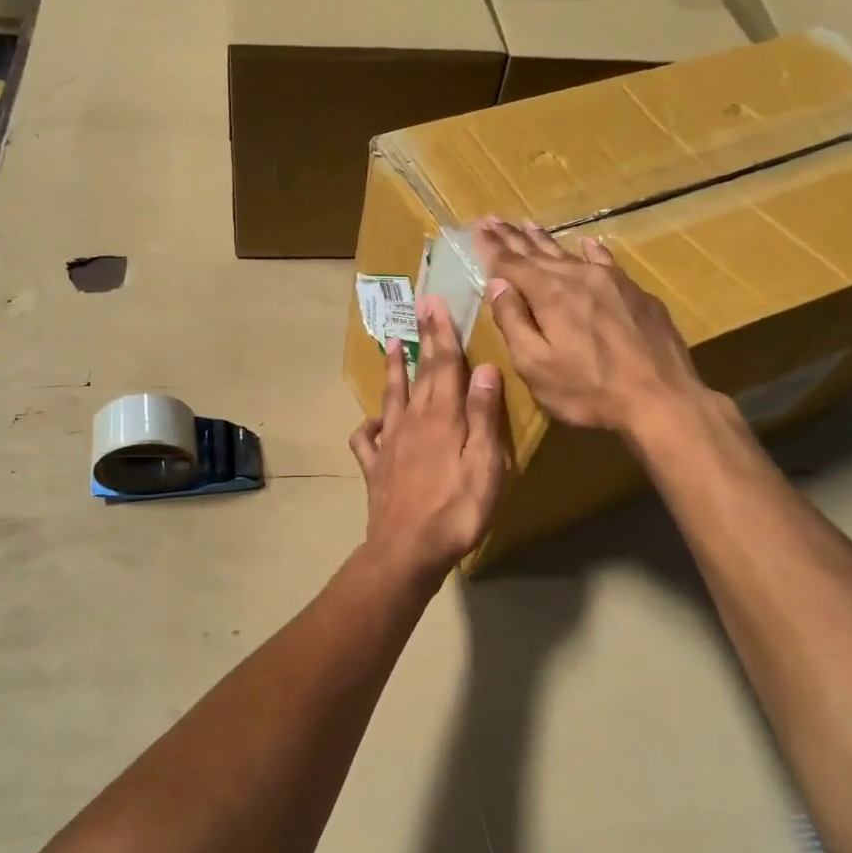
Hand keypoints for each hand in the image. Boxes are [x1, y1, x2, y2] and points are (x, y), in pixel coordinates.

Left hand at [349, 295, 507, 582]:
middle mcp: (412, 422)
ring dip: (393, 369)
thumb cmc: (457, 510)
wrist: (407, 550)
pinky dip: (368, 425)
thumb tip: (485, 369)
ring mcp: (389, 444)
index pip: (444, 365)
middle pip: (419, 373)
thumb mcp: (485, 465)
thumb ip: (484, 417)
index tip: (435, 301)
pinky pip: (366, 439)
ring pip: (391, 397)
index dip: (442, 332)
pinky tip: (373, 423)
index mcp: (442, 417)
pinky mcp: (375, 468)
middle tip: (419, 308)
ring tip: (391, 344)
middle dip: (422, 339)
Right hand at [475, 218, 709, 438]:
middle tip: (494, 219)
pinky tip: (587, 244)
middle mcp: (579, 277)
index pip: (511, 263)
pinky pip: (606, 261)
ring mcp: (613, 282)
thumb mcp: (535, 365)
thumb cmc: (588, 390)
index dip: (491, 247)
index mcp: (549, 294)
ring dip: (546, 240)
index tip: (478, 227)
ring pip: (570, 254)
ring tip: (528, 224)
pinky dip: (591, 251)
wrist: (661, 399)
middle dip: (512, 237)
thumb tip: (497, 285)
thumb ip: (512, 322)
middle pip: (538, 253)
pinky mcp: (637, 294)